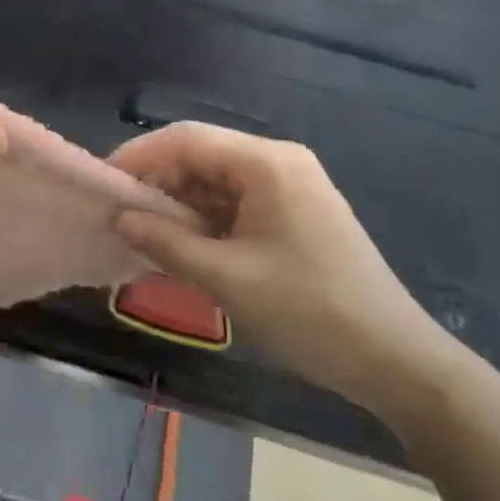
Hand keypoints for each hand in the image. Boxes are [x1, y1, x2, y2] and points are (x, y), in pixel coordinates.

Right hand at [109, 122, 459, 421]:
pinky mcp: (294, 214)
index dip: (138, 155)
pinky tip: (181, 245)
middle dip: (157, 182)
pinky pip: (235, 203)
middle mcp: (278, 162)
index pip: (186, 139)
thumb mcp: (228, 277)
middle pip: (201, 156)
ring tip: (142, 233)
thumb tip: (119, 219)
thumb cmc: (310, 311)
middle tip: (118, 214)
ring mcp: (290, 188)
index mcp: (267, 163)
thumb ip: (166, 242)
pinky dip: (204, 221)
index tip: (102, 183)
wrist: (396, 361)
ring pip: (215, 181)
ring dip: (179, 204)